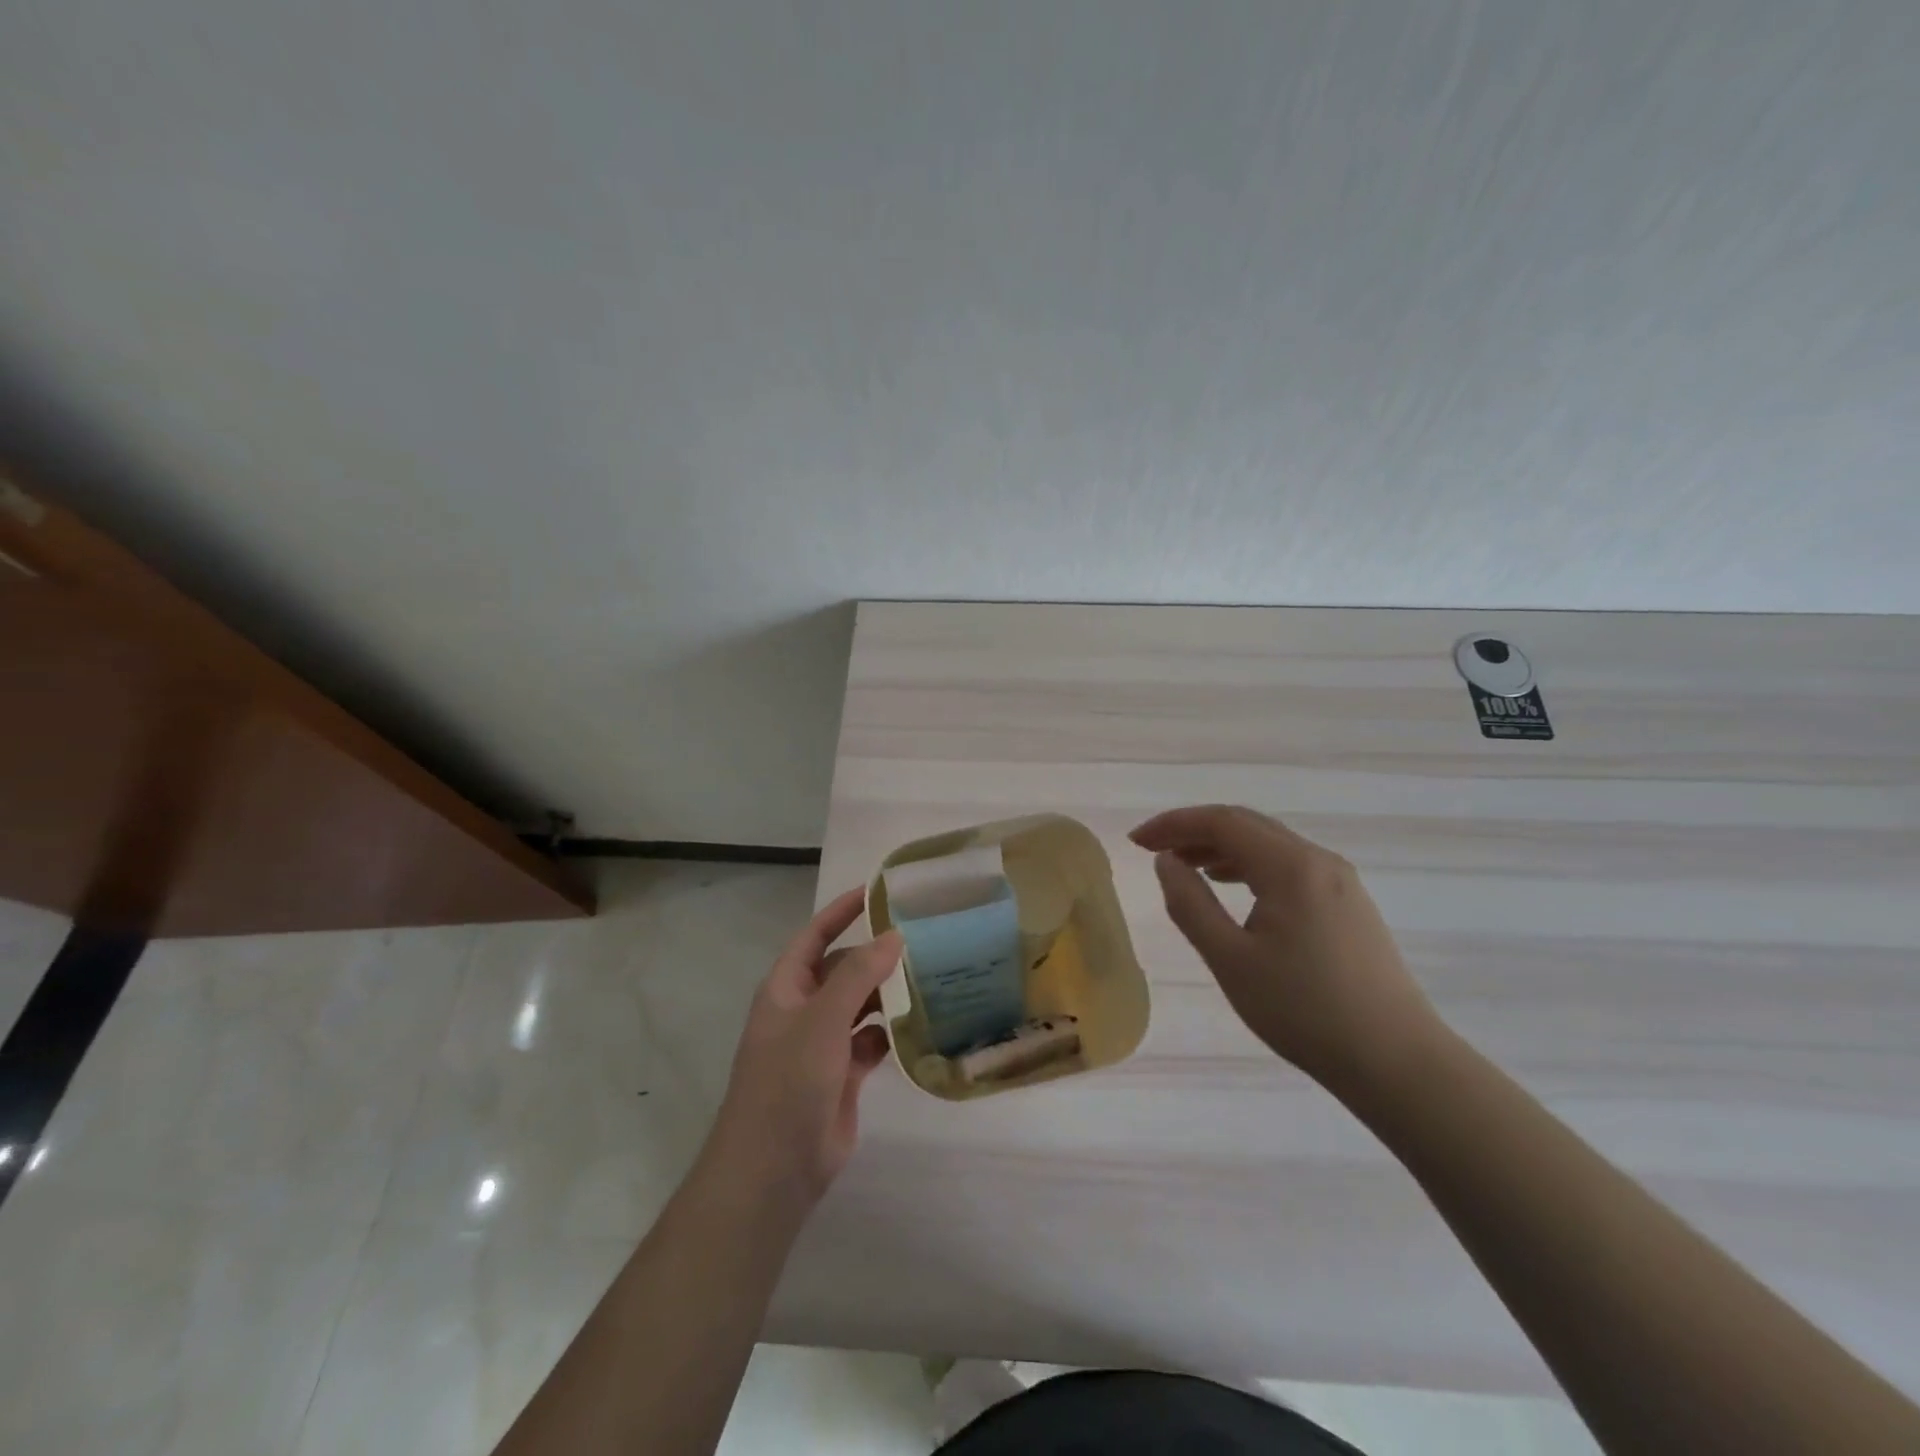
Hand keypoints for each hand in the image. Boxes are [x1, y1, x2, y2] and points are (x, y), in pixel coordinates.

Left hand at [701, 888, 901, 1212]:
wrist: (774, 1168)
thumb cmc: (788, 1081)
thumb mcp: (822, 1019)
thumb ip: (859, 975)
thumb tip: (894, 936)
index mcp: (786, 988)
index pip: (815, 936)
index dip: (842, 911)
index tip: (878, 891)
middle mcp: (803, 1009)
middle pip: (842, 969)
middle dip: (875, 955)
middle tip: (922, 938)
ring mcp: (822, 1044)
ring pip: (860, 1005)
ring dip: (887, 994)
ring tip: (930, 976)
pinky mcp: (842, 1074)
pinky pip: (871, 1041)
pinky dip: (891, 1032)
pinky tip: (921, 1025)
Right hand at [1131, 805, 1441, 1098]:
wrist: (1397, 1062)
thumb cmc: (1304, 1011)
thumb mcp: (1230, 960)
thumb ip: (1190, 904)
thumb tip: (1167, 862)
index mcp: (1290, 866)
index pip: (1222, 822)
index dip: (1174, 824)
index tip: (1136, 841)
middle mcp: (1319, 860)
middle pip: (1247, 825)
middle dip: (1195, 831)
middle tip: (1153, 851)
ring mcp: (1340, 882)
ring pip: (1270, 845)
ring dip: (1223, 848)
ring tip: (1186, 868)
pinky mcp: (1350, 905)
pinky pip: (1290, 867)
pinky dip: (1251, 867)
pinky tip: (1235, 889)